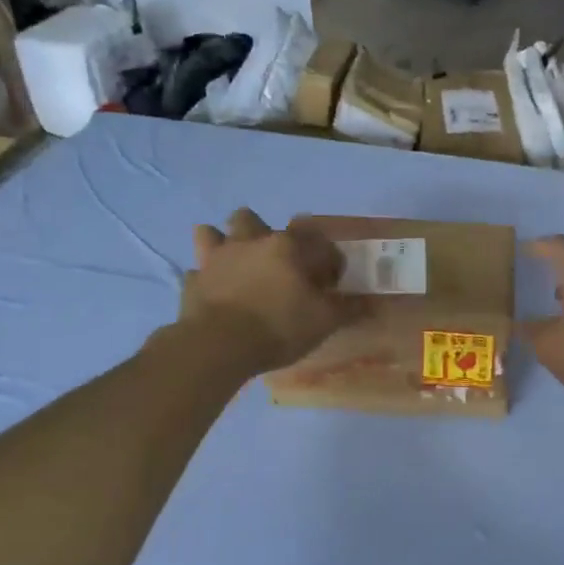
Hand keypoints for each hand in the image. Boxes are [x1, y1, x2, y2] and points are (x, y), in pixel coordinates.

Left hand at [181, 209, 363, 373]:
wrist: (219, 345)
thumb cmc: (278, 327)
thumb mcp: (324, 321)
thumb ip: (347, 309)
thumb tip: (369, 303)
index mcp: (286, 247)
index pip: (314, 238)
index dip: (327, 257)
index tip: (330, 281)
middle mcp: (249, 242)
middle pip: (252, 219)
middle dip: (264, 234)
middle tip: (276, 263)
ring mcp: (216, 259)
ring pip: (213, 233)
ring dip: (224, 242)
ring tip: (235, 262)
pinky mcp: (193, 281)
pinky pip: (197, 272)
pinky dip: (205, 279)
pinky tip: (213, 292)